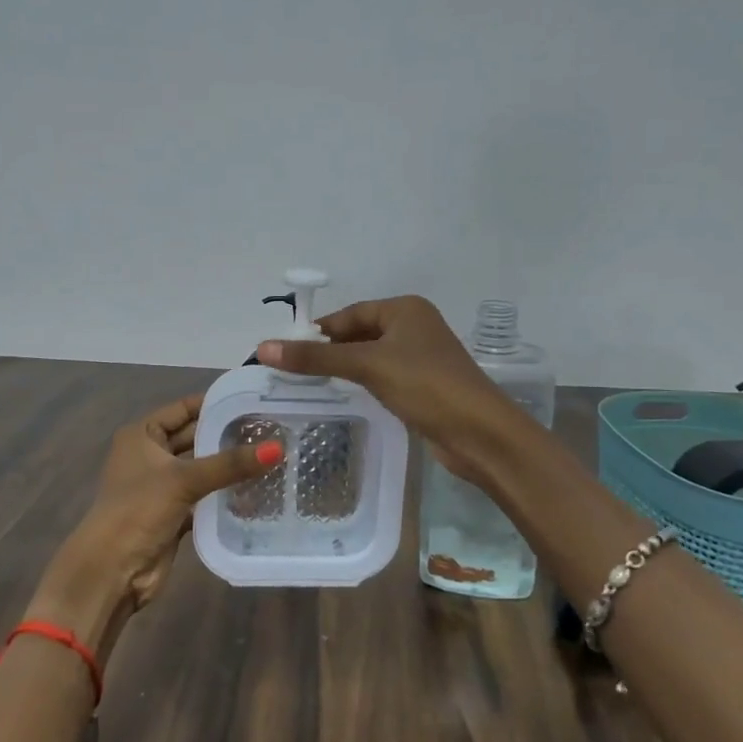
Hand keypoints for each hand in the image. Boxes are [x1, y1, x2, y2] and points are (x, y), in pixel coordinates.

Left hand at [29, 395, 273, 660]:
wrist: (112, 571)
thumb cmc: (138, 511)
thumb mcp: (184, 480)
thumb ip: (230, 464)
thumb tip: (278, 447)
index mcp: (142, 434)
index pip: (185, 409)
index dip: (217, 404)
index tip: (255, 401)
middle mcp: (150, 455)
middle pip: (195, 438)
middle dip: (228, 436)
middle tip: (271, 429)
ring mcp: (162, 486)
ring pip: (202, 468)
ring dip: (229, 466)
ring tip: (271, 455)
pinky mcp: (173, 513)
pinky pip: (205, 496)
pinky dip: (225, 494)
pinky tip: (257, 489)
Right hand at [256, 296, 520, 484]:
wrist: (480, 432)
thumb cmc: (426, 385)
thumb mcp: (367, 366)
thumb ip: (316, 358)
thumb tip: (262, 348)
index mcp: (405, 309)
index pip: (349, 314)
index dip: (317, 331)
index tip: (284, 351)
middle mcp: (414, 327)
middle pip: (359, 334)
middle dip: (328, 352)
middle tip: (291, 371)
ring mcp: (421, 358)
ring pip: (370, 358)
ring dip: (343, 369)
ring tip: (308, 385)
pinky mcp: (424, 386)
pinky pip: (383, 377)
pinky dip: (362, 384)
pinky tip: (343, 397)